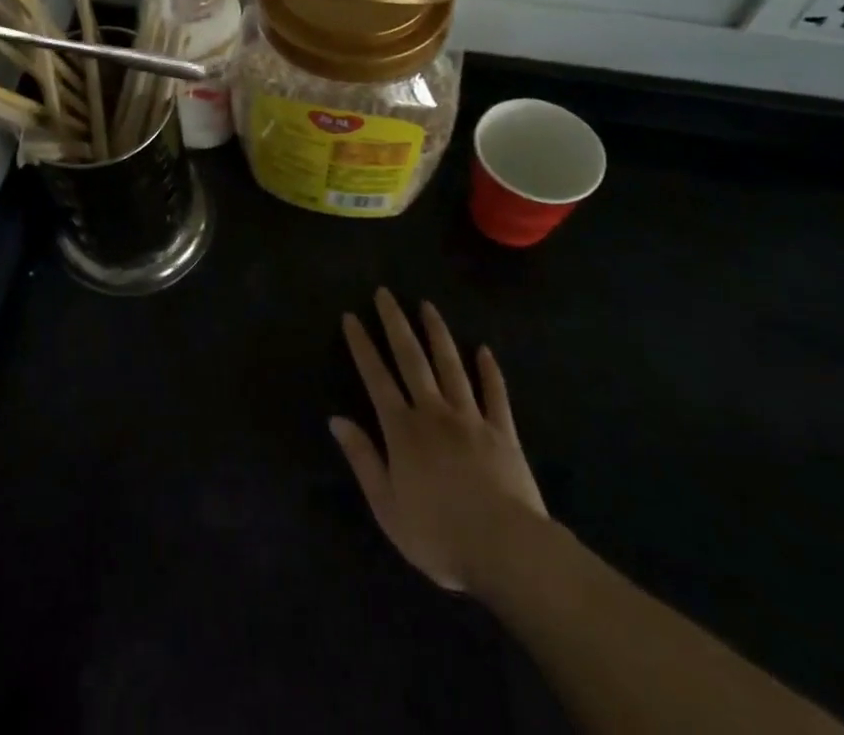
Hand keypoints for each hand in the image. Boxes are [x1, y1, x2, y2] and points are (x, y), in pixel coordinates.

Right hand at [331, 289, 550, 600]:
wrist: (507, 550)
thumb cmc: (439, 535)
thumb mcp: (387, 507)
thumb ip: (363, 459)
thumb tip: (336, 420)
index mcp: (402, 430)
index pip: (376, 377)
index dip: (362, 346)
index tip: (351, 316)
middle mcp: (433, 412)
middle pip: (411, 359)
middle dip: (395, 323)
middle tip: (385, 293)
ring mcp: (471, 418)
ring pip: (451, 365)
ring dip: (437, 333)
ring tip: (427, 305)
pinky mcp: (503, 432)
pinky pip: (495, 394)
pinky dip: (489, 370)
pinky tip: (484, 349)